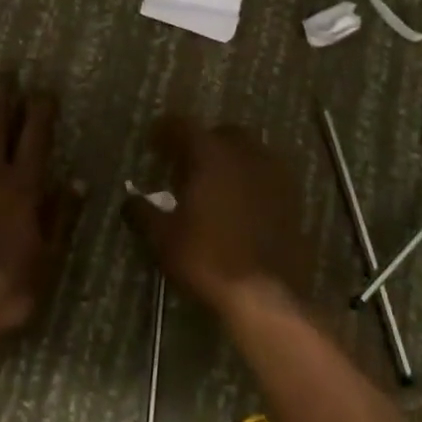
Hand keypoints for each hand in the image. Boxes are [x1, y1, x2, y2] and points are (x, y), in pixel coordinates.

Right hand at [124, 117, 310, 315]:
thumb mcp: (164, 239)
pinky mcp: (292, 197)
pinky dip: (249, 180)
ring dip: (228, 160)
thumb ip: (143, 213)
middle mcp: (245, 153)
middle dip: (200, 144)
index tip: (152, 142)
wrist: (268, 296)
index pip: (182, 126)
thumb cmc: (209, 259)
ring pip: (247, 152)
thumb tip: (129, 201)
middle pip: (219, 134)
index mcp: (211, 154)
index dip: (164, 131)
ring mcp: (274, 173)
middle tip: (183, 166)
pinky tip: (239, 204)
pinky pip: (265, 175)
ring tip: (212, 186)